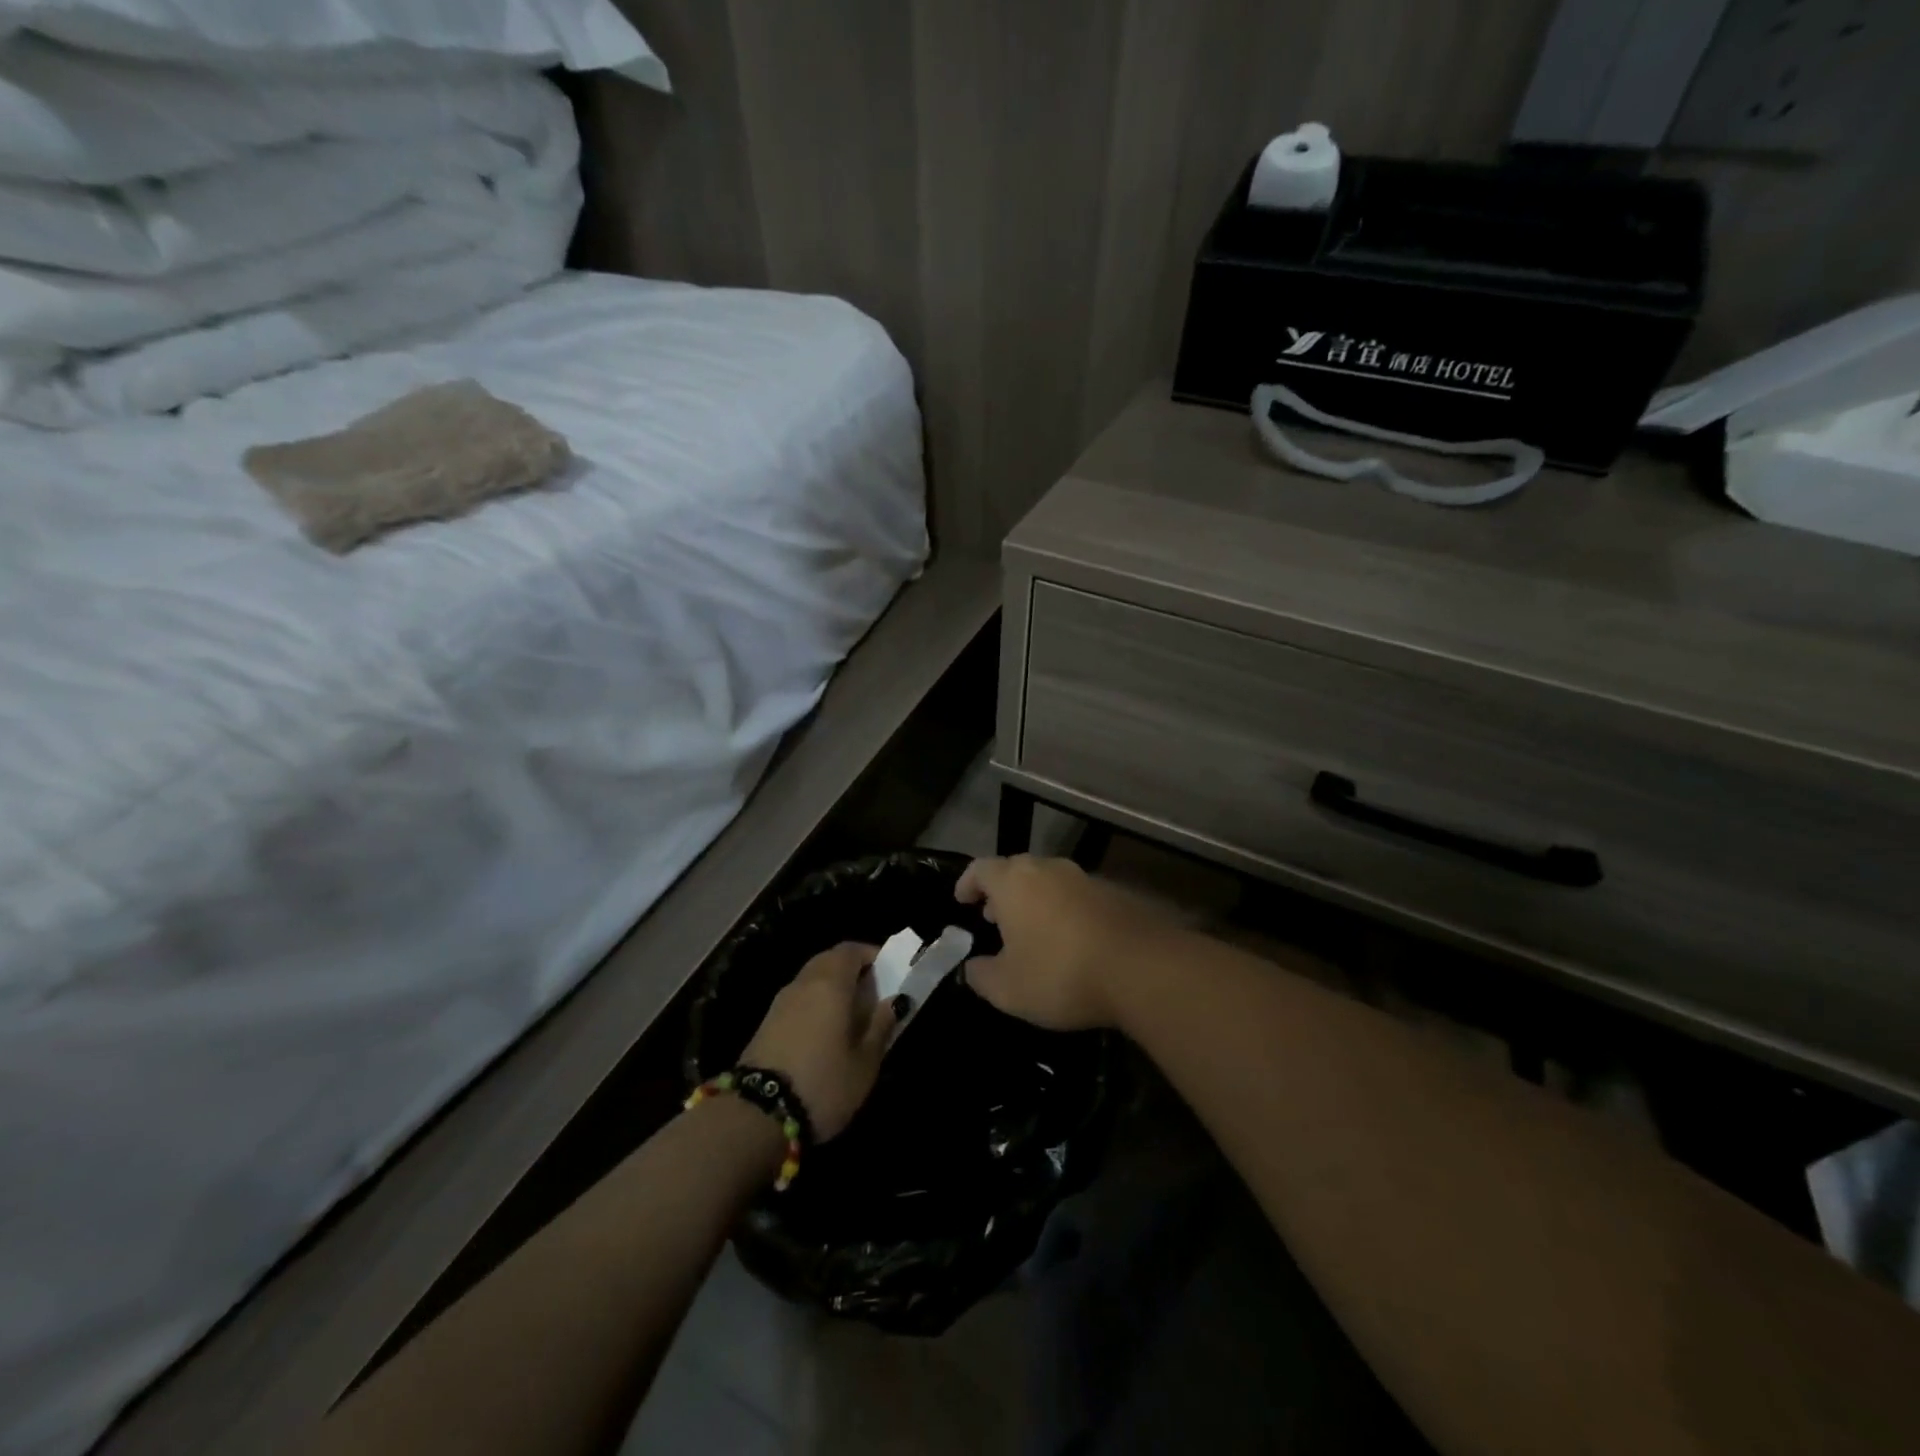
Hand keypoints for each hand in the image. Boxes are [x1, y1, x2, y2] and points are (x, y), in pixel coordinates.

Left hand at [739, 942, 897, 1140]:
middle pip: (829, 961)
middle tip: (873, 996)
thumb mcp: (865, 1062)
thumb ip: (881, 1026)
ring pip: (812, 980)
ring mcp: (780, 1003)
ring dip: (833, 989)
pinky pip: (799, 1000)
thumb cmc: (822, 1084)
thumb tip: (895, 1001)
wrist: (756, 1116)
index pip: (851, 949)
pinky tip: (826, 1035)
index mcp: (830, 983)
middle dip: (853, 971)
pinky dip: (816, 1005)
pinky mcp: (766, 1024)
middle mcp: (803, 983)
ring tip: (853, 1019)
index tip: (889, 973)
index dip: (871, 955)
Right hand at [955, 854, 1174, 1031]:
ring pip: (1049, 881)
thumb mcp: (1008, 989)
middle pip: (1016, 870)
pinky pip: (1077, 896)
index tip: (962, 901)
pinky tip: (1070, 941)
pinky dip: (1064, 911)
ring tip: (1031, 931)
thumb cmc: (1061, 974)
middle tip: (994, 918)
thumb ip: (981, 976)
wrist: (1142, 968)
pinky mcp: (1115, 893)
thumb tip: (972, 967)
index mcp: (1014, 882)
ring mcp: (1085, 878)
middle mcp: (1048, 869)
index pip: (980, 868)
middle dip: (1001, 892)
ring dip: (1035, 901)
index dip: (967, 883)